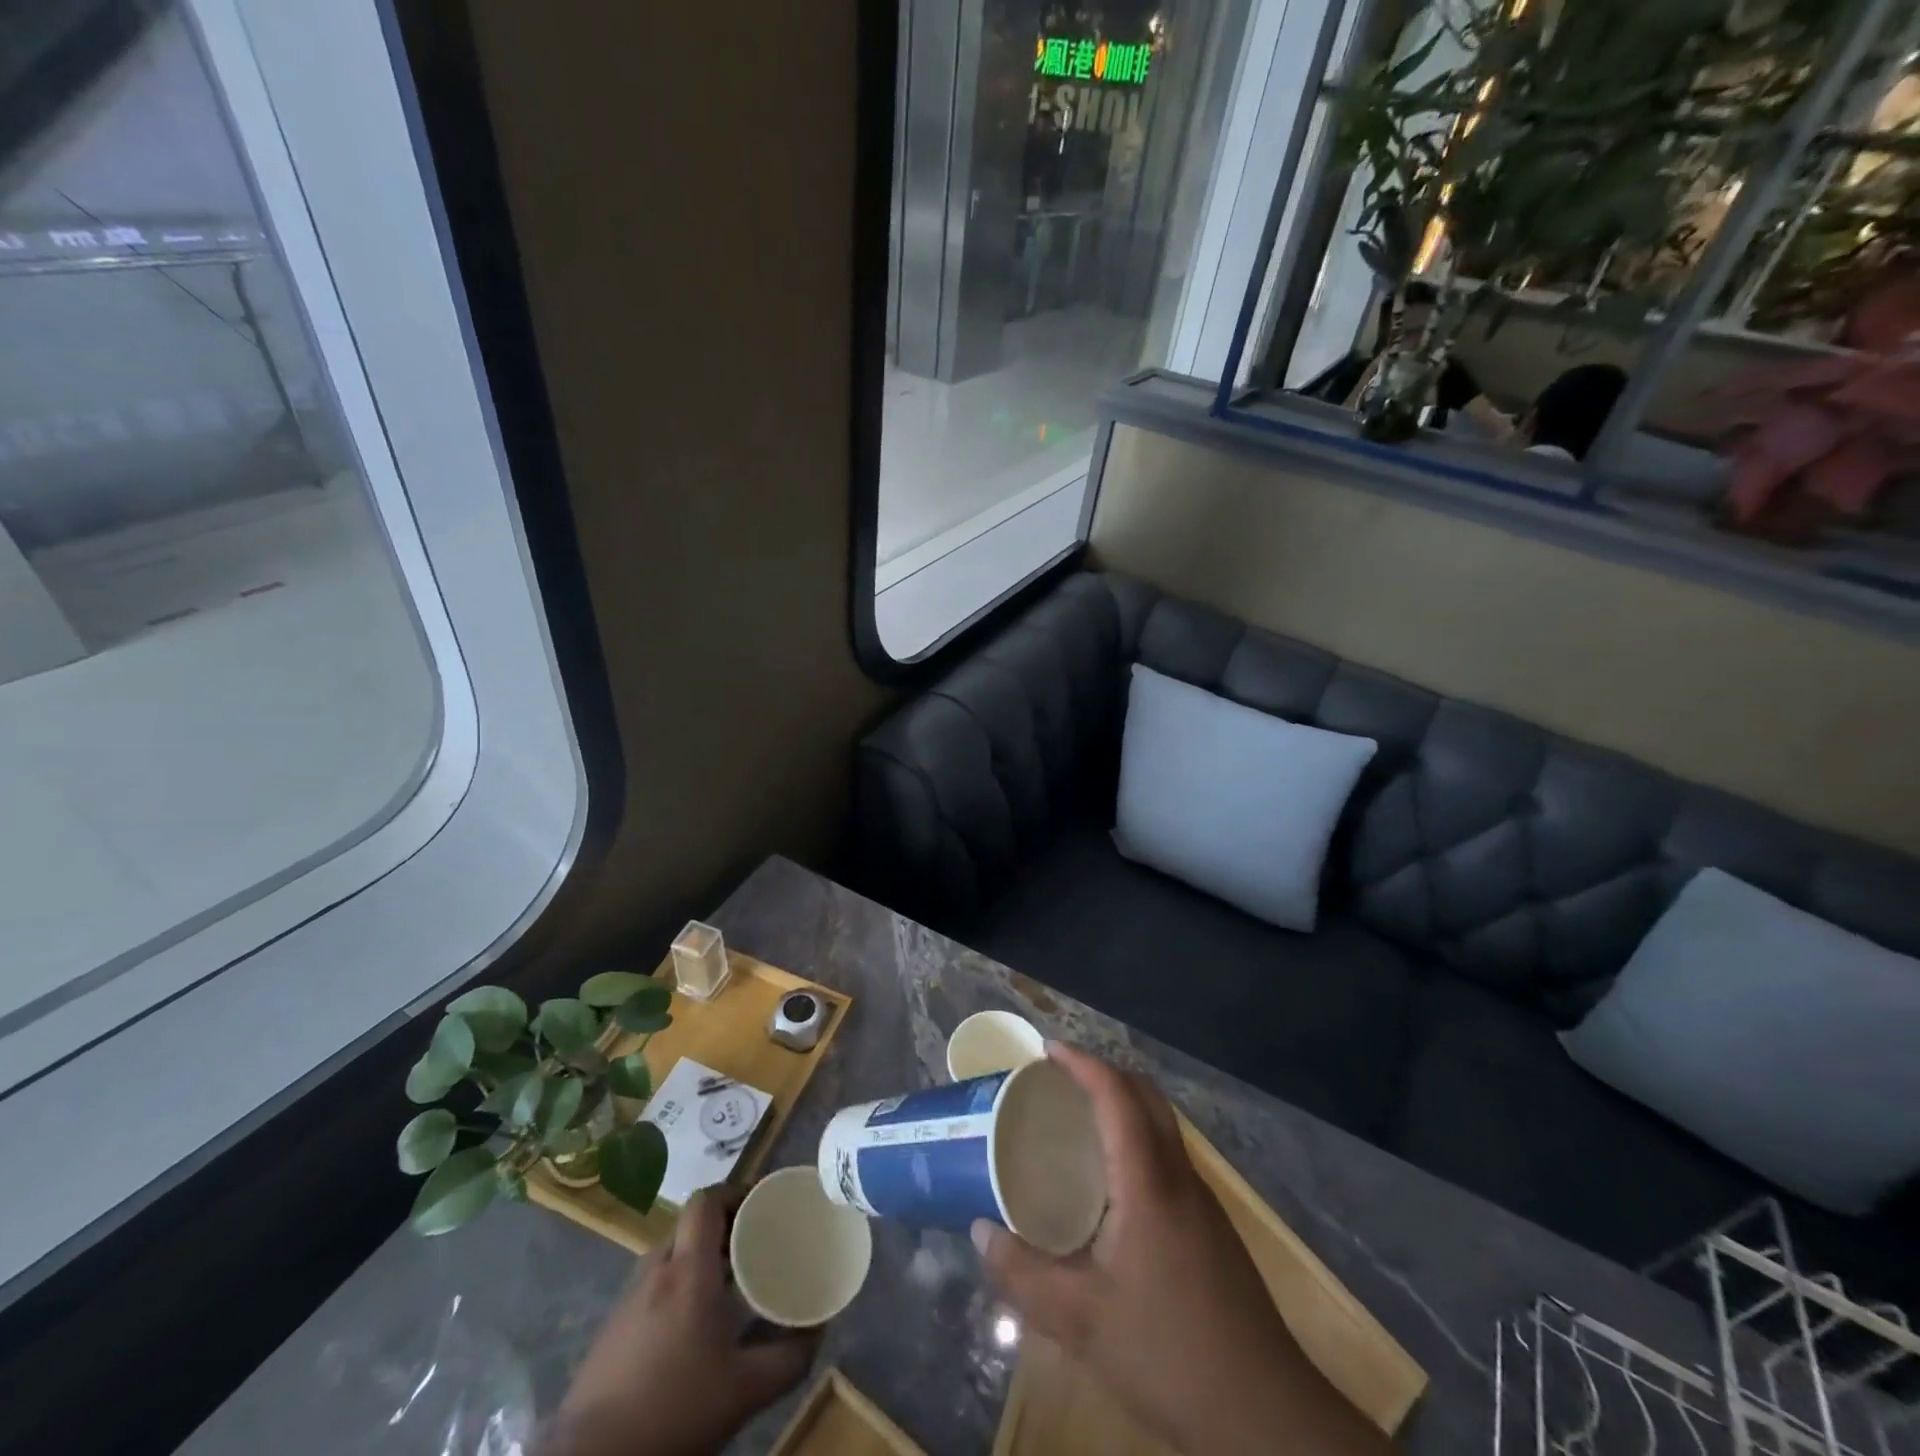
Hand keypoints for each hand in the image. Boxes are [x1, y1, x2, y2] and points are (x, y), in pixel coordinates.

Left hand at [547, 1187, 817, 1455]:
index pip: (706, 1201)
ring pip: (670, 1256)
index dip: (734, 1193)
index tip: (762, 1205)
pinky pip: (652, 1286)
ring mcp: (627, 1300)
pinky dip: (677, 1286)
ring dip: (699, 1258)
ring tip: (728, 1285)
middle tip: (754, 1245)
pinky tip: (691, 1327)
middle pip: (690, 1226)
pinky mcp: (611, 1330)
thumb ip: (788, 1358)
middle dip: (723, 1228)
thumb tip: (819, 1330)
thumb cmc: (673, 1412)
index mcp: (688, 1269)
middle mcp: (655, 1271)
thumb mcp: (744, 1391)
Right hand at [973, 1044, 1389, 1455]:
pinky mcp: (1211, 1227)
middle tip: (1059, 1078)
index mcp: (1148, 1181)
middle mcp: (1178, 1175)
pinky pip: (1168, 1155)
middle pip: (1146, 1095)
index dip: (1082, 1062)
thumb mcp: (1078, 1319)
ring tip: (1078, 1120)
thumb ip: (1022, 1274)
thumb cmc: (1167, 1352)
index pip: (1117, 1094)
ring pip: (1162, 1124)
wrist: (1264, 1414)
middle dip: (1104, 1071)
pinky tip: (1111, 1181)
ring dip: (1123, 1103)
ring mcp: (1201, 1200)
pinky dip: (1136, 1138)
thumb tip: (980, 1230)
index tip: (1047, 1049)